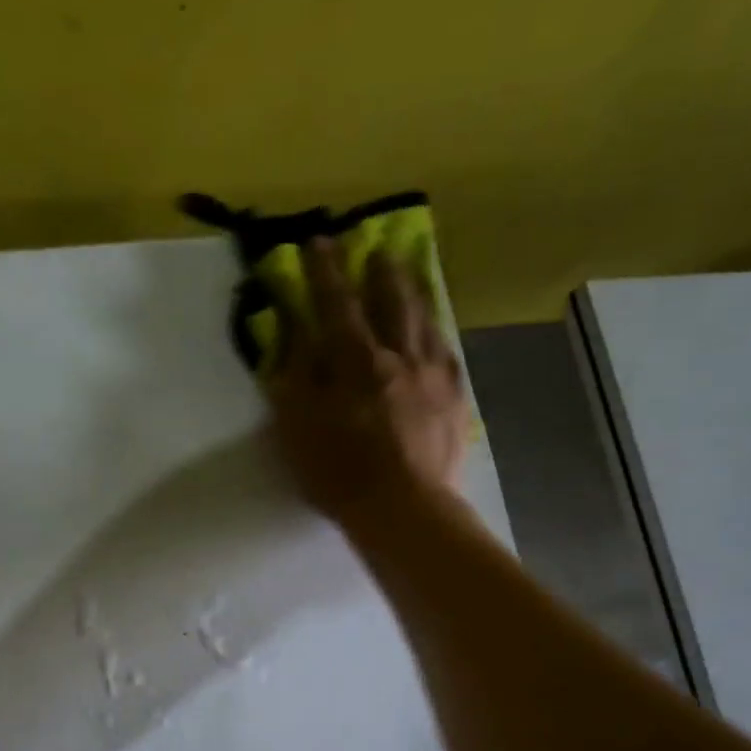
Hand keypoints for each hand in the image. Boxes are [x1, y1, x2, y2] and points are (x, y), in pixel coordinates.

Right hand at [265, 236, 472, 528]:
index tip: (318, 241)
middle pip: (392, 301)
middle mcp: (399, 357)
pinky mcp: (456, 401)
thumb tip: (295, 331)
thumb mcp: (298, 426)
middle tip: (376, 248)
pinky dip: (436, 333)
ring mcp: (434, 377)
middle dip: (380, 272)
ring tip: (409, 274)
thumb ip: (296, 375)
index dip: (325, 272)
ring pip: (425, 321)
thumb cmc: (340, 472)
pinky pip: (447, 353)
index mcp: (357, 362)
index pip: (337, 305)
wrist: (405, 509)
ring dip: (413, 293)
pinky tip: (434, 331)